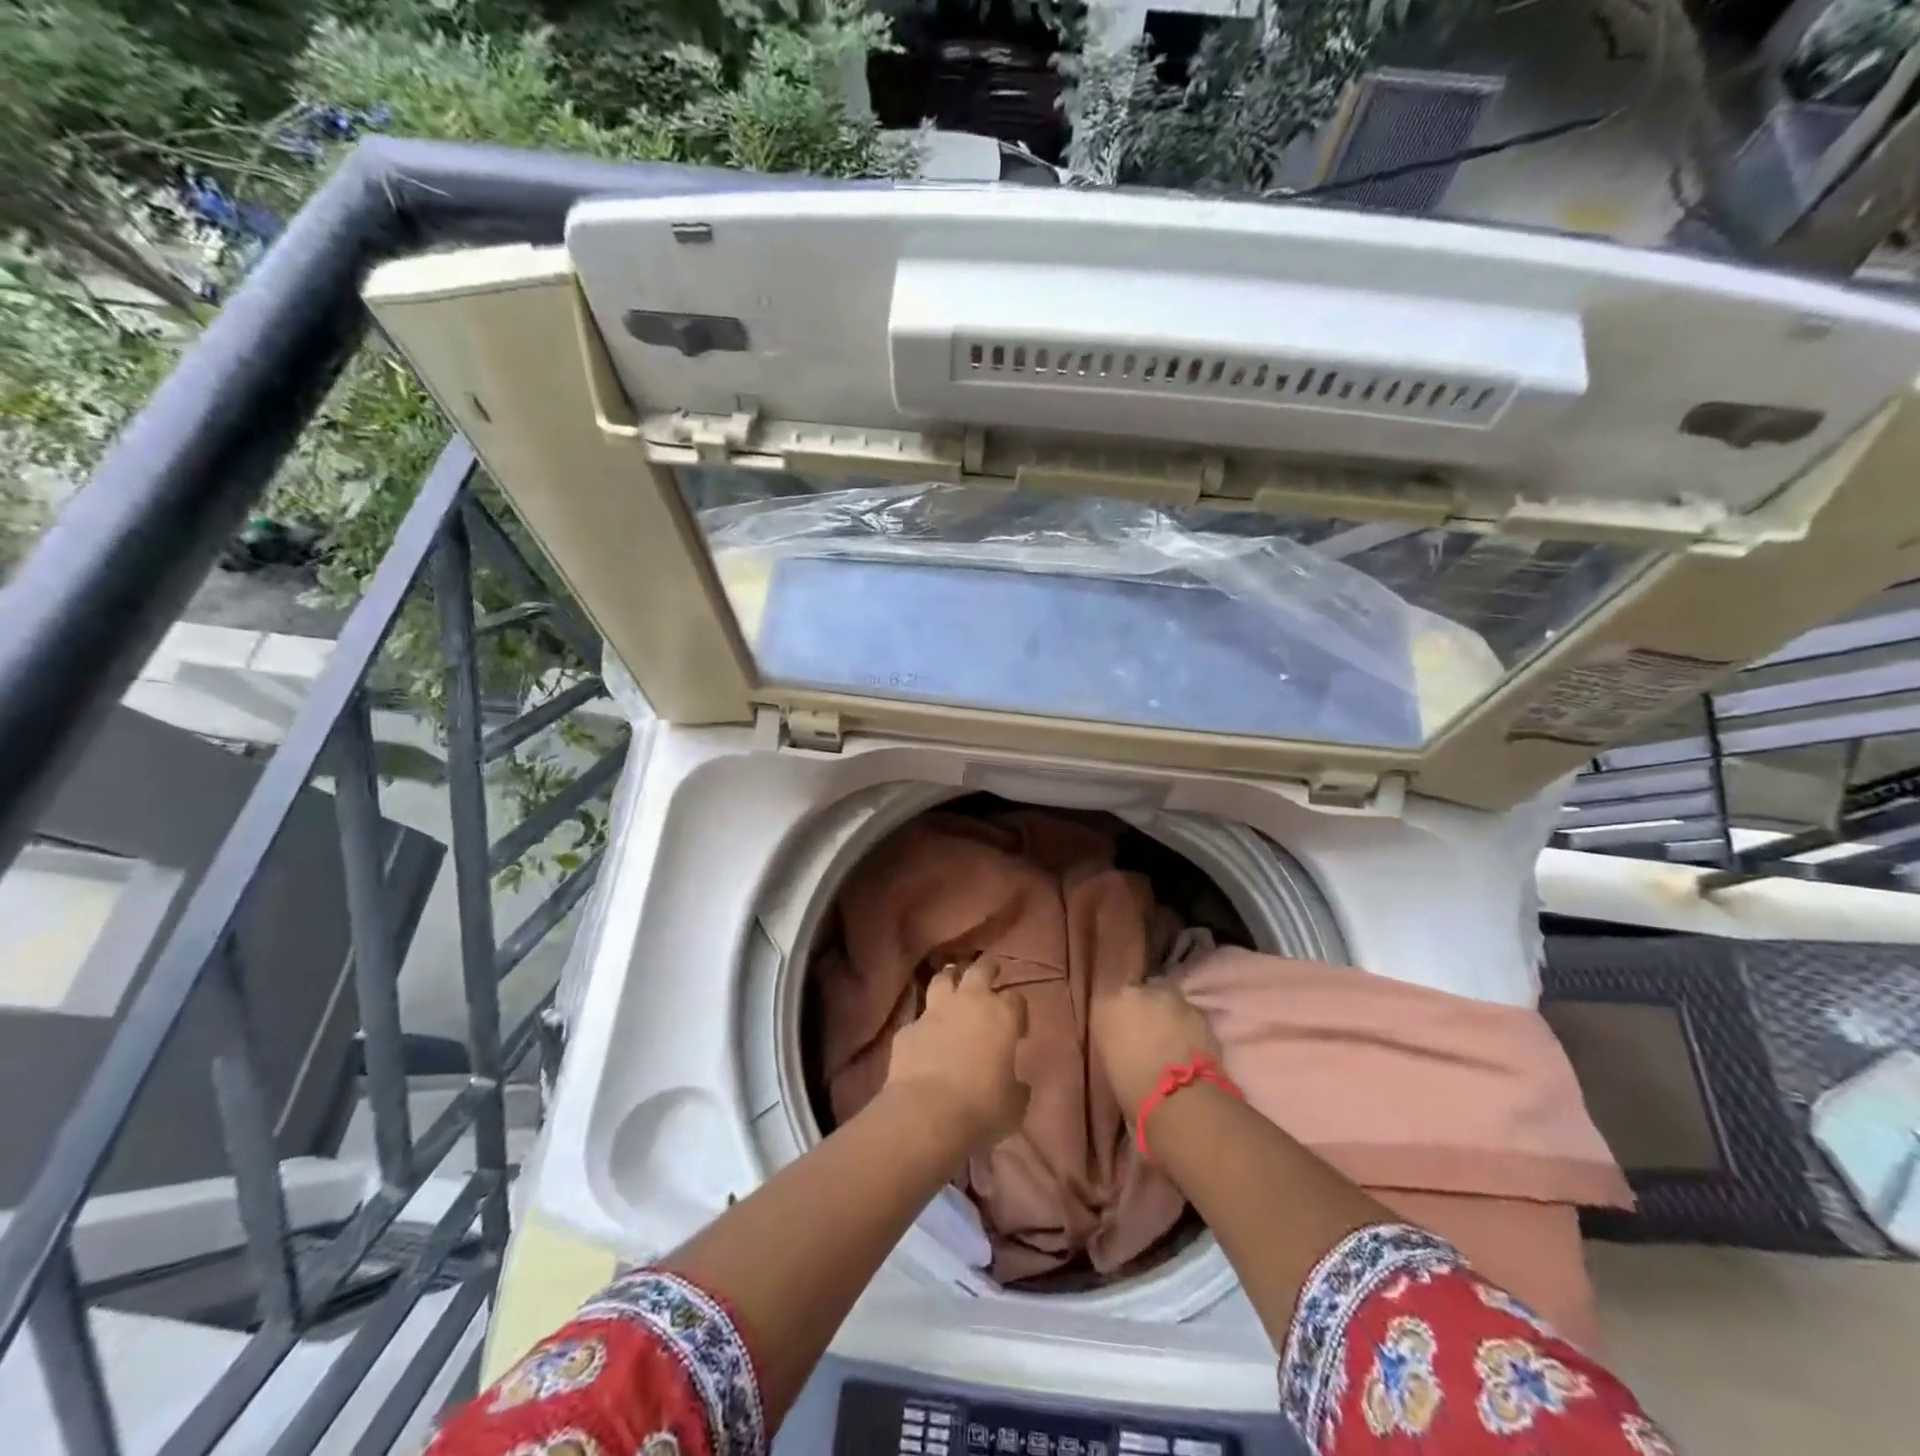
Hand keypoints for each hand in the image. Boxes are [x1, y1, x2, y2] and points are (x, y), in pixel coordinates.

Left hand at [884, 956, 1029, 1149]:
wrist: (927, 1113)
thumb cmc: (982, 1107)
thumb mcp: (1013, 1104)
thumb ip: (1017, 1087)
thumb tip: (1017, 1085)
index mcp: (1001, 1016)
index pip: (1016, 999)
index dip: (1018, 1011)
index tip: (1018, 1028)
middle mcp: (969, 1003)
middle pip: (980, 969)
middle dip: (987, 967)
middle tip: (990, 968)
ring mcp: (934, 1012)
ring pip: (942, 979)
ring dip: (950, 979)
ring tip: (953, 981)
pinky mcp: (907, 1028)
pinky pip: (918, 1018)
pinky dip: (924, 1023)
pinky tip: (925, 1036)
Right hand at [1092, 981, 1218, 1109]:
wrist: (1178, 1098)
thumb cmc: (1132, 1090)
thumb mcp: (1110, 1063)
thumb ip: (1115, 1041)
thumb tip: (1126, 1042)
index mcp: (1103, 1006)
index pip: (1107, 1003)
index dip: (1118, 1019)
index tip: (1123, 1036)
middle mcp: (1131, 992)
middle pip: (1136, 994)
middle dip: (1142, 1010)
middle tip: (1148, 1036)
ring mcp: (1165, 996)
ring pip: (1163, 999)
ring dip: (1165, 1014)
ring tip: (1171, 1041)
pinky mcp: (1194, 1008)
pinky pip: (1186, 1013)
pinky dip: (1186, 1025)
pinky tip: (1189, 1046)